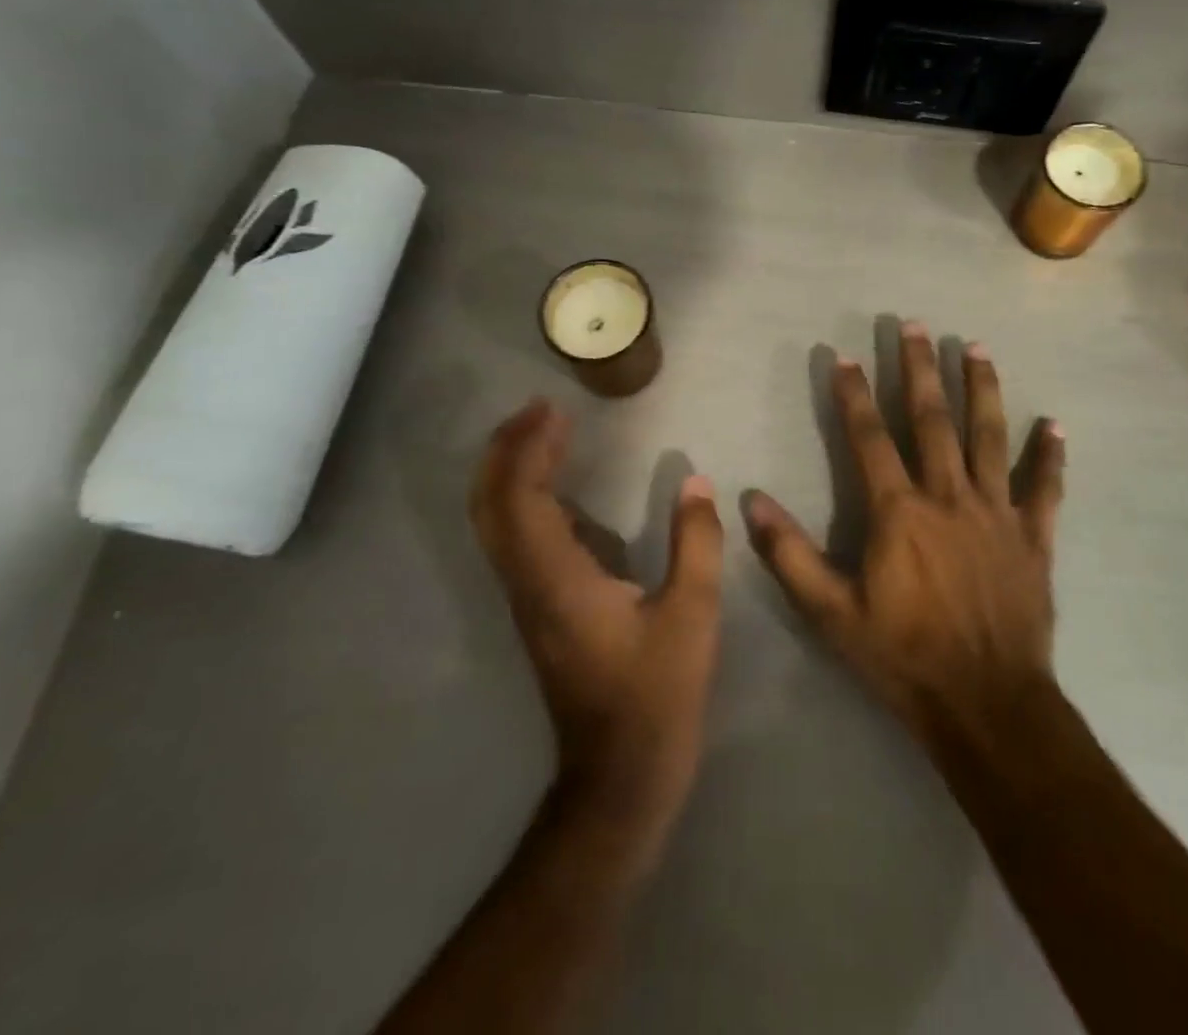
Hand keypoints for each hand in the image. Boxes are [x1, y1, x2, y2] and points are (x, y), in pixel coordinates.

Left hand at [470, 400, 724, 841]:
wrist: (617, 778)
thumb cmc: (655, 697)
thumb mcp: (692, 616)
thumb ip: (697, 543)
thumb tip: (697, 482)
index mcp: (557, 580)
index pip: (521, 498)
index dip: (528, 448)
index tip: (554, 409)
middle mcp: (528, 583)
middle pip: (490, 505)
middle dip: (505, 450)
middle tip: (538, 410)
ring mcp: (527, 599)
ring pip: (495, 523)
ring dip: (510, 471)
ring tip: (543, 435)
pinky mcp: (537, 610)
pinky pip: (514, 540)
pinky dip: (523, 499)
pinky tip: (560, 489)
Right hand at [746, 322, 1064, 750]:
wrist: (986, 704)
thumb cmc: (903, 657)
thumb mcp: (831, 613)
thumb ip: (789, 554)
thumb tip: (750, 500)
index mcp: (899, 512)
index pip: (870, 437)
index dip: (854, 394)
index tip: (845, 355)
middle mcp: (949, 497)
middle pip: (932, 419)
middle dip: (919, 369)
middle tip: (914, 325)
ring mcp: (997, 513)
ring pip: (989, 437)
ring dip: (982, 388)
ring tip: (976, 346)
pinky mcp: (1034, 537)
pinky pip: (1045, 489)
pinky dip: (1051, 456)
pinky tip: (1056, 425)